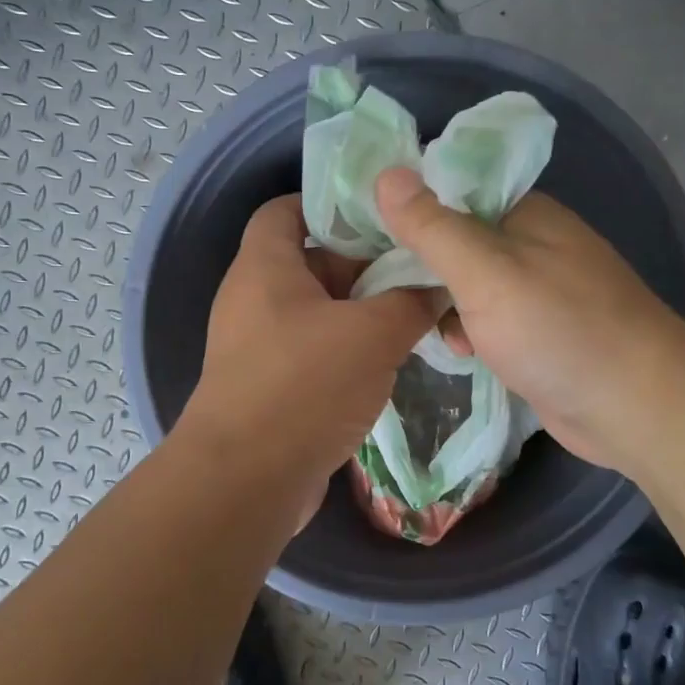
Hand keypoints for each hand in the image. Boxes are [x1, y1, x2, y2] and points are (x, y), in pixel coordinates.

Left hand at [181, 195, 436, 518]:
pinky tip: (389, 360)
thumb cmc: (304, 386)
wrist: (245, 481)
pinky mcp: (269, 385)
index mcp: (265, 265)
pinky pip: (313, 350)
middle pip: (312, 260)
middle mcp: (254, 297)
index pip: (287, 208)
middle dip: (365, 264)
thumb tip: (439, 286)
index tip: (383, 214)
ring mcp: (258, 344)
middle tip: (417, 269)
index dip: (331, 203)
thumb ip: (411, 302)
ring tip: (416, 314)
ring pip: (318, 310)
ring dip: (363, 312)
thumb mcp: (372, 334)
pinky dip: (347, 349)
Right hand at [374, 167, 680, 473]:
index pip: (450, 193)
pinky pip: (488, 320)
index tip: (364, 238)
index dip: (407, 210)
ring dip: (443, 305)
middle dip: (421, 267)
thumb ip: (433, 227)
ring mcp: (538, 290)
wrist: (638, 408)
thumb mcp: (485, 273)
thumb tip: (386, 172)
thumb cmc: (558, 329)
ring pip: (468, 285)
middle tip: (382, 291)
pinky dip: (469, 332)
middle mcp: (531, 244)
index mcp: (523, 213)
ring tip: (427, 328)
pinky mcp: (540, 333)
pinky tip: (460, 352)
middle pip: (456, 241)